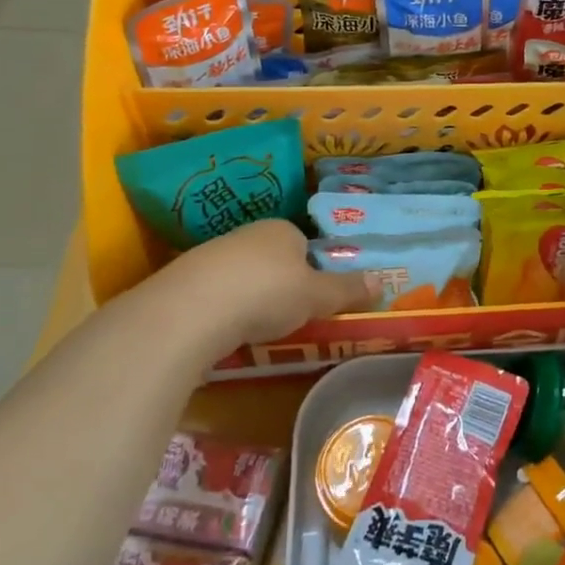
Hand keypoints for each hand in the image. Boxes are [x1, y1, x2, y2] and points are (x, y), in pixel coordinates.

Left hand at [162, 220, 373, 348]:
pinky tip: (224, 335)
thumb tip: (382, 281)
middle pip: (272, 259)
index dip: (312, 270)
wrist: (190, 311)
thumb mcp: (317, 296)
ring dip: (249, 299)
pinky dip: (222, 313)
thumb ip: (347, 290)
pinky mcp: (182, 282)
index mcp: (282, 229)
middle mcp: (246, 234)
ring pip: (241, 277)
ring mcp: (210, 256)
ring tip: (256, 332)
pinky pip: (213, 296)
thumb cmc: (267, 293)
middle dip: (280, 284)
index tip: (314, 299)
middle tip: (289, 318)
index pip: (303, 243)